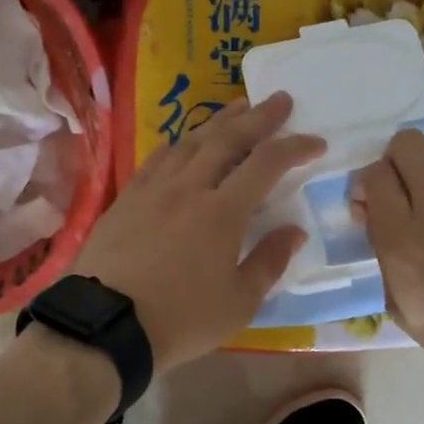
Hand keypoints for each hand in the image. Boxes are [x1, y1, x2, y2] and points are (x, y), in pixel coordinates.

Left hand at [73, 92, 323, 370]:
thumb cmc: (181, 319)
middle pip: (228, 138)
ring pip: (190, 141)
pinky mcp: (126, 198)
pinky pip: (157, 158)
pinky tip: (183, 141)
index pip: (266, 163)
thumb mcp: (239, 302)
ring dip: (218, 121)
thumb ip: (270, 261)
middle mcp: (189, 187)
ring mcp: (153, 189)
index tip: (316, 142)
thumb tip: (294, 230)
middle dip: (259, 116)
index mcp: (223, 211)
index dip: (295, 147)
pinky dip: (179, 144)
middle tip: (279, 99)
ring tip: (237, 108)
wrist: (106, 323)